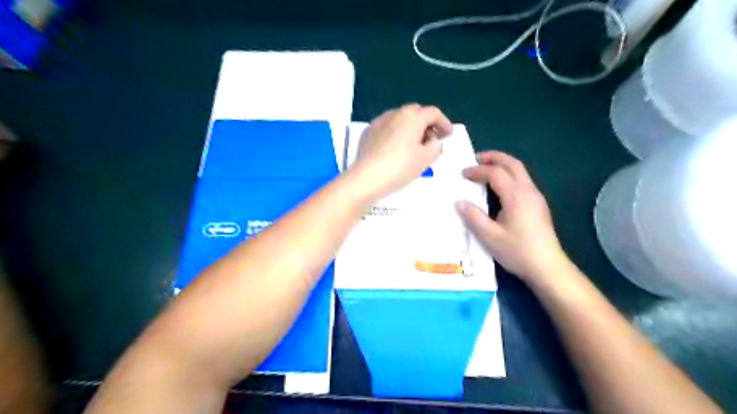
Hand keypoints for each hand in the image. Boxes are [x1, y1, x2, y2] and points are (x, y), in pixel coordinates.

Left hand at [350, 105, 452, 202]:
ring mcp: (379, 122)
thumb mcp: (426, 159)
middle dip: (426, 123)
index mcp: (412, 117)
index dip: (444, 123)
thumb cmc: (400, 167)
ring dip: (410, 128)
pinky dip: (396, 133)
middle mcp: (395, 113)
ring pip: (400, 119)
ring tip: (414, 145)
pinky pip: (387, 128)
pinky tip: (396, 148)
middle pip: (415, 113)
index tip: (449, 135)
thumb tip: (433, 141)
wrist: (367, 178)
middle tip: (432, 139)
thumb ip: (436, 146)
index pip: (433, 113)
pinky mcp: (368, 133)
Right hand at [455, 151, 567, 282]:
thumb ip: (474, 217)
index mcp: (516, 196)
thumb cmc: (517, 251)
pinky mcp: (538, 205)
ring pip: (520, 171)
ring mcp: (536, 197)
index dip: (477, 171)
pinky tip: (499, 187)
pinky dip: (509, 175)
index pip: (495, 173)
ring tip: (485, 169)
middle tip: (476, 158)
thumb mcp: (490, 236)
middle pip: (512, 164)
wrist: (548, 267)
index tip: (462, 174)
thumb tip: (459, 202)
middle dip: (494, 157)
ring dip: (502, 165)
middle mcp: (528, 191)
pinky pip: (522, 181)